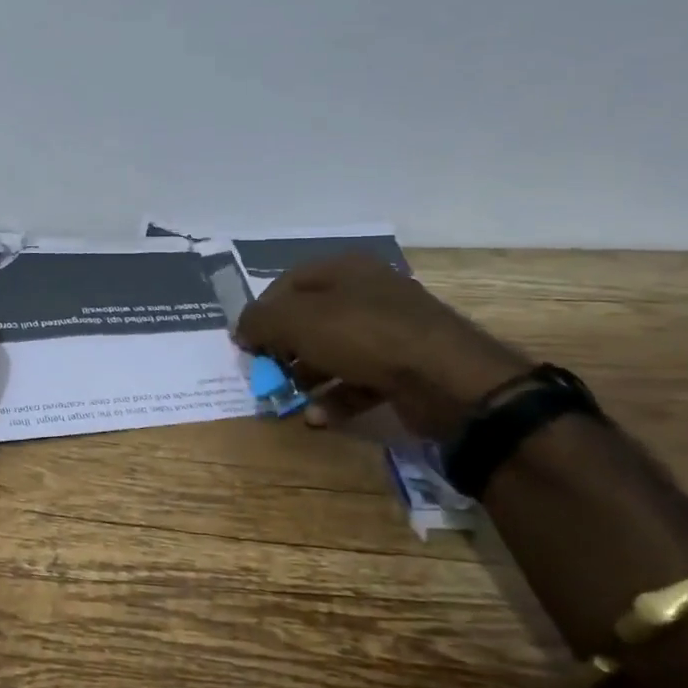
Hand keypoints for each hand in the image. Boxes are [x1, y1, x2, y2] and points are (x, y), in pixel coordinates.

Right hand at [234, 256, 529, 440]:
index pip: (288, 283)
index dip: (262, 311)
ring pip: (334, 351)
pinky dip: (336, 397)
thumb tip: (241, 330)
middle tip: (267, 371)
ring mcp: (390, 332)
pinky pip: (359, 380)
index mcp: (344, 270)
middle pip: (311, 318)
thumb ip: (260, 321)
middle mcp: (368, 294)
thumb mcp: (298, 321)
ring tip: (289, 398)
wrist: (447, 379)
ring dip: (307, 376)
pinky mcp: (404, 368)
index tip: (246, 342)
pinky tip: (318, 417)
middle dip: (284, 347)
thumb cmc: (363, 335)